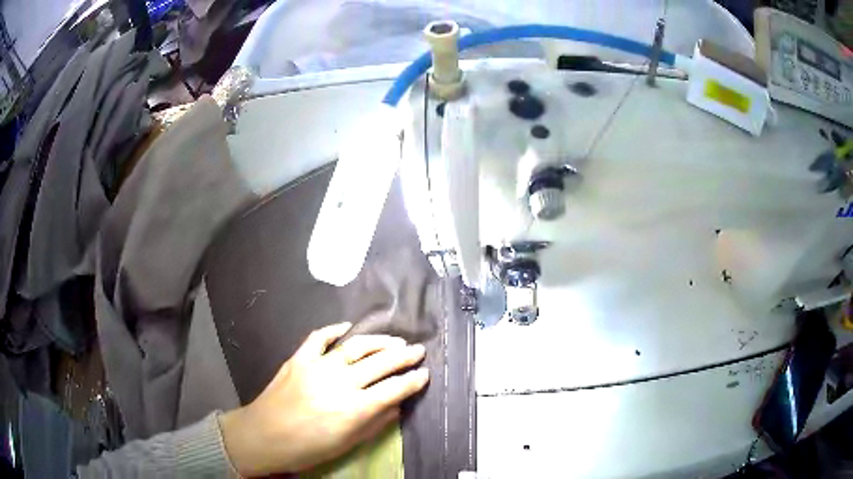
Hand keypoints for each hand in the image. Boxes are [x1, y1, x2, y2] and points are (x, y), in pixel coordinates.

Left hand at [218, 323, 428, 476]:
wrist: (263, 436)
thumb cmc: (307, 448)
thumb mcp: (346, 444)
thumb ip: (374, 424)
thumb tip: (396, 406)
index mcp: (353, 408)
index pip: (393, 389)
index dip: (412, 381)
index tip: (425, 374)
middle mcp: (339, 383)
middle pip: (379, 363)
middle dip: (403, 356)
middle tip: (418, 350)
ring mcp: (317, 367)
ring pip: (354, 347)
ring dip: (378, 341)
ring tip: (394, 340)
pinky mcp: (299, 359)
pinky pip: (319, 338)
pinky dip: (334, 330)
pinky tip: (347, 327)